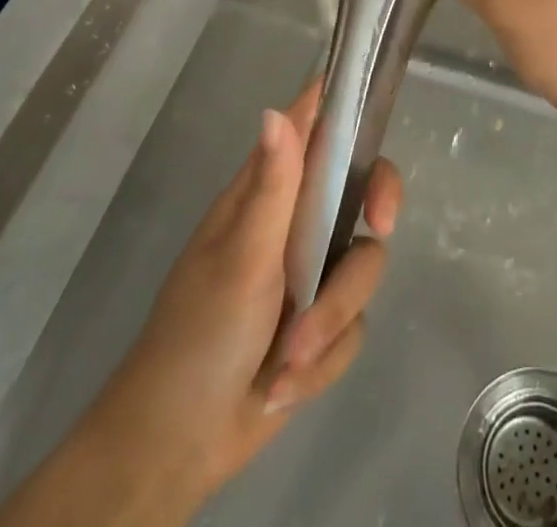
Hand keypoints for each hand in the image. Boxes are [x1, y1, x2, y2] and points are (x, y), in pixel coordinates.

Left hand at [0, 82, 400, 526]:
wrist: (177, 448)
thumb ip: (272, 186)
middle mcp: (295, 221)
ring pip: (363, 264)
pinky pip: (354, 325)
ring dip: (331, 317)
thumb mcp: (240, 257)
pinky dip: (323, 359)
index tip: (373, 125)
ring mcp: (311, 272)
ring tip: (287, 359)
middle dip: (376, 209)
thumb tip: (276, 108)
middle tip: (379, 227)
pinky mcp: (322, 323)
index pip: (315, 126)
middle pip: (363, 186)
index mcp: (268, 190)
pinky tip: (282, 386)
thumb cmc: (198, 335)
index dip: (347, 110)